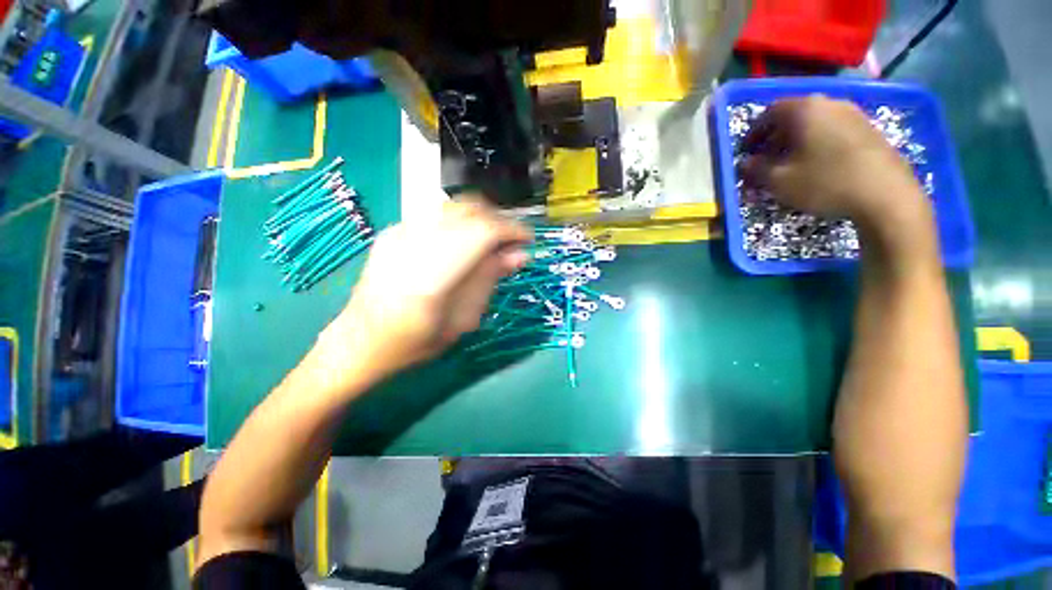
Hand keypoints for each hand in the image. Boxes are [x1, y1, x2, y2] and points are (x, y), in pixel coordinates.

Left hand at [314, 199, 531, 389]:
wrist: (360, 340)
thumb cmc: (415, 342)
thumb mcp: (462, 320)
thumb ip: (490, 280)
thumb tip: (520, 255)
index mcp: (432, 274)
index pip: (483, 232)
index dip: (511, 230)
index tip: (528, 241)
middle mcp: (414, 243)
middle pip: (469, 210)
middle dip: (499, 220)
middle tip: (512, 242)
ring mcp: (400, 232)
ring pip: (454, 206)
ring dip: (482, 218)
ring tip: (493, 241)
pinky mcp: (394, 230)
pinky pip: (438, 214)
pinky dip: (462, 222)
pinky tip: (466, 243)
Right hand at [739, 95, 931, 238]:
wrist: (885, 194)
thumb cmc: (824, 182)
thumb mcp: (778, 181)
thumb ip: (756, 169)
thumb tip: (746, 163)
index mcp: (805, 109)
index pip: (769, 112)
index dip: (754, 132)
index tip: (746, 152)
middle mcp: (829, 103)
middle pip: (793, 115)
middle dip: (775, 138)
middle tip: (766, 160)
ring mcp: (853, 114)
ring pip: (814, 123)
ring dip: (797, 141)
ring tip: (790, 164)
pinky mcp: (869, 129)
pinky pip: (833, 130)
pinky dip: (817, 143)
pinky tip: (817, 164)